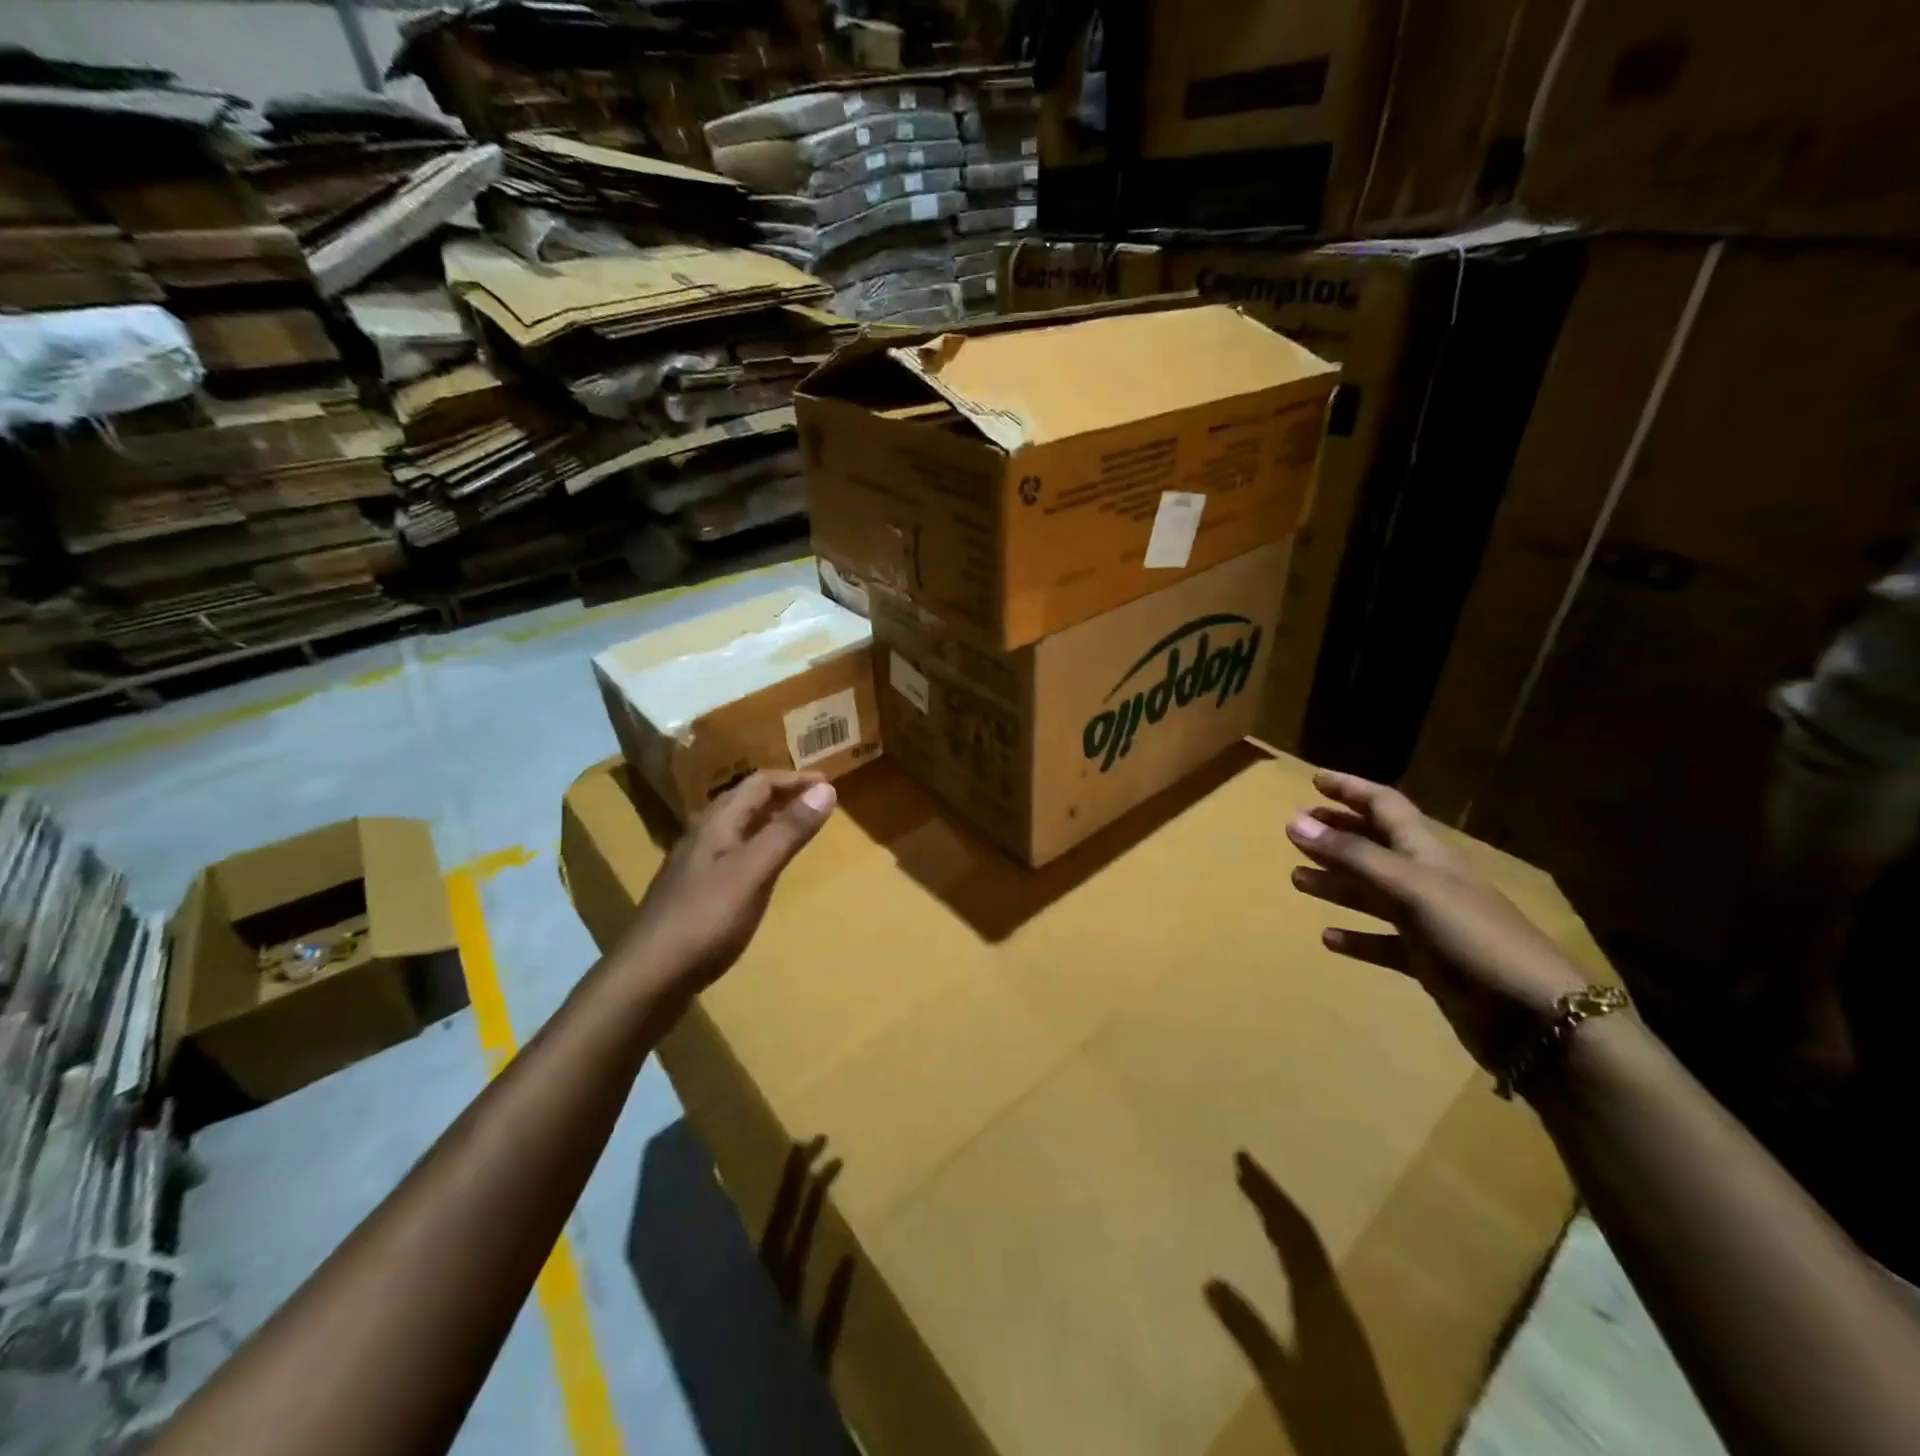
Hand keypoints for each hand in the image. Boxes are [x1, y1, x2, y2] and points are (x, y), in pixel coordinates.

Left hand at [622, 770, 837, 1002]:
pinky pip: (733, 852)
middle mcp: (703, 835)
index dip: (794, 779)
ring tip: (798, 827)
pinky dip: (758, 845)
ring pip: (738, 827)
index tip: (829, 783)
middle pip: (745, 800)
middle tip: (817, 801)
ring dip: (769, 818)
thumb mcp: (754, 871)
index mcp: (717, 823)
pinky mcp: (695, 891)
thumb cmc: (706, 918)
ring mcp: (695, 864)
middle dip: (782, 794)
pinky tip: (765, 867)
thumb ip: (788, 830)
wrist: (650, 975)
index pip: (759, 783)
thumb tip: (825, 788)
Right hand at [1286, 771, 1589, 1074]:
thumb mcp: (1409, 887)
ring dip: (1336, 882)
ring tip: (1297, 879)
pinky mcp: (1428, 961)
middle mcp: (1425, 880)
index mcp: (1426, 852)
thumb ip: (1352, 856)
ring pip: (1372, 893)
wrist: (1535, 1017)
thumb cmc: (1472, 936)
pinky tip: (1328, 939)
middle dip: (1336, 834)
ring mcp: (1428, 922)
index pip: (1384, 806)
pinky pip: (1382, 942)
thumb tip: (1294, 822)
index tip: (1314, 780)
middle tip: (1294, 830)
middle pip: (1374, 846)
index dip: (1351, 790)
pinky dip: (1356, 937)